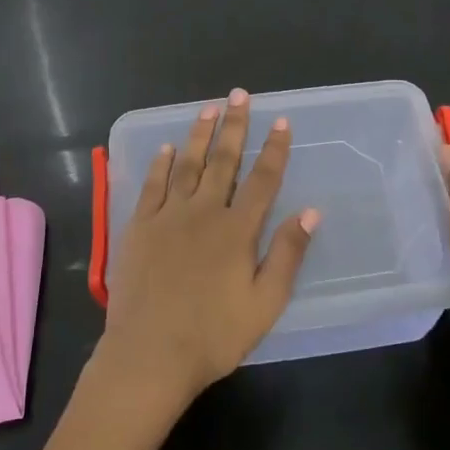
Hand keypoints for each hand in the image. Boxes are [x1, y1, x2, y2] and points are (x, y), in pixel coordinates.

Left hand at [95, 89, 318, 414]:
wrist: (149, 355)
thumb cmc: (213, 335)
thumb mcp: (264, 304)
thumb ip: (287, 254)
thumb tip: (311, 211)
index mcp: (237, 230)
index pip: (262, 179)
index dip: (274, 149)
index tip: (281, 121)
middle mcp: (203, 212)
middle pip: (223, 161)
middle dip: (234, 126)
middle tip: (239, 95)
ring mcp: (167, 216)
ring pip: (186, 164)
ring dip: (199, 134)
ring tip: (209, 108)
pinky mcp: (138, 226)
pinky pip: (151, 185)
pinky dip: (160, 164)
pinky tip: (166, 148)